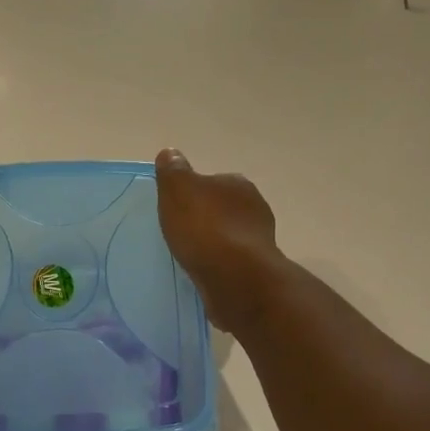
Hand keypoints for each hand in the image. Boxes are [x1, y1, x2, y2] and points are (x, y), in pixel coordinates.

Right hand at [154, 148, 286, 332]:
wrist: (235, 278)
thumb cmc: (204, 228)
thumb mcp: (178, 191)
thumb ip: (173, 171)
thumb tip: (170, 153)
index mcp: (238, 184)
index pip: (213, 182)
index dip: (194, 193)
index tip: (178, 208)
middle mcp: (255, 208)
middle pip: (223, 209)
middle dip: (207, 219)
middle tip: (182, 232)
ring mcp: (260, 240)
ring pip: (230, 237)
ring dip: (215, 244)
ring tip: (191, 256)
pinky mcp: (257, 269)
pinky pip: (232, 263)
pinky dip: (220, 266)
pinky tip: (204, 274)